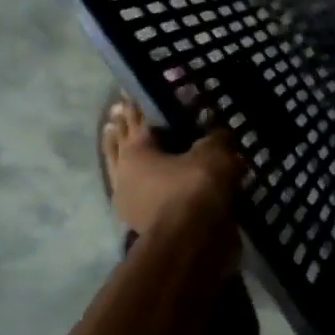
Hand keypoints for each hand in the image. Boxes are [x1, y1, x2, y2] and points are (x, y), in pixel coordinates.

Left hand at [101, 97, 243, 239]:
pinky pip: (136, 193)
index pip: (137, 121)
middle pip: (120, 145)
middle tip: (116, 113)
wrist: (192, 239)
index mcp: (137, 150)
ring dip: (120, 155)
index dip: (136, 107)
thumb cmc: (196, 186)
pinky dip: (139, 184)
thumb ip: (214, 138)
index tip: (127, 95)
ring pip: (122, 171)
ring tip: (118, 142)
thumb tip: (218, 131)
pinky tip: (146, 181)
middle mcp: (125, 173)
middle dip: (120, 129)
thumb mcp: (213, 153)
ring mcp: (128, 201)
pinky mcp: (139, 223)